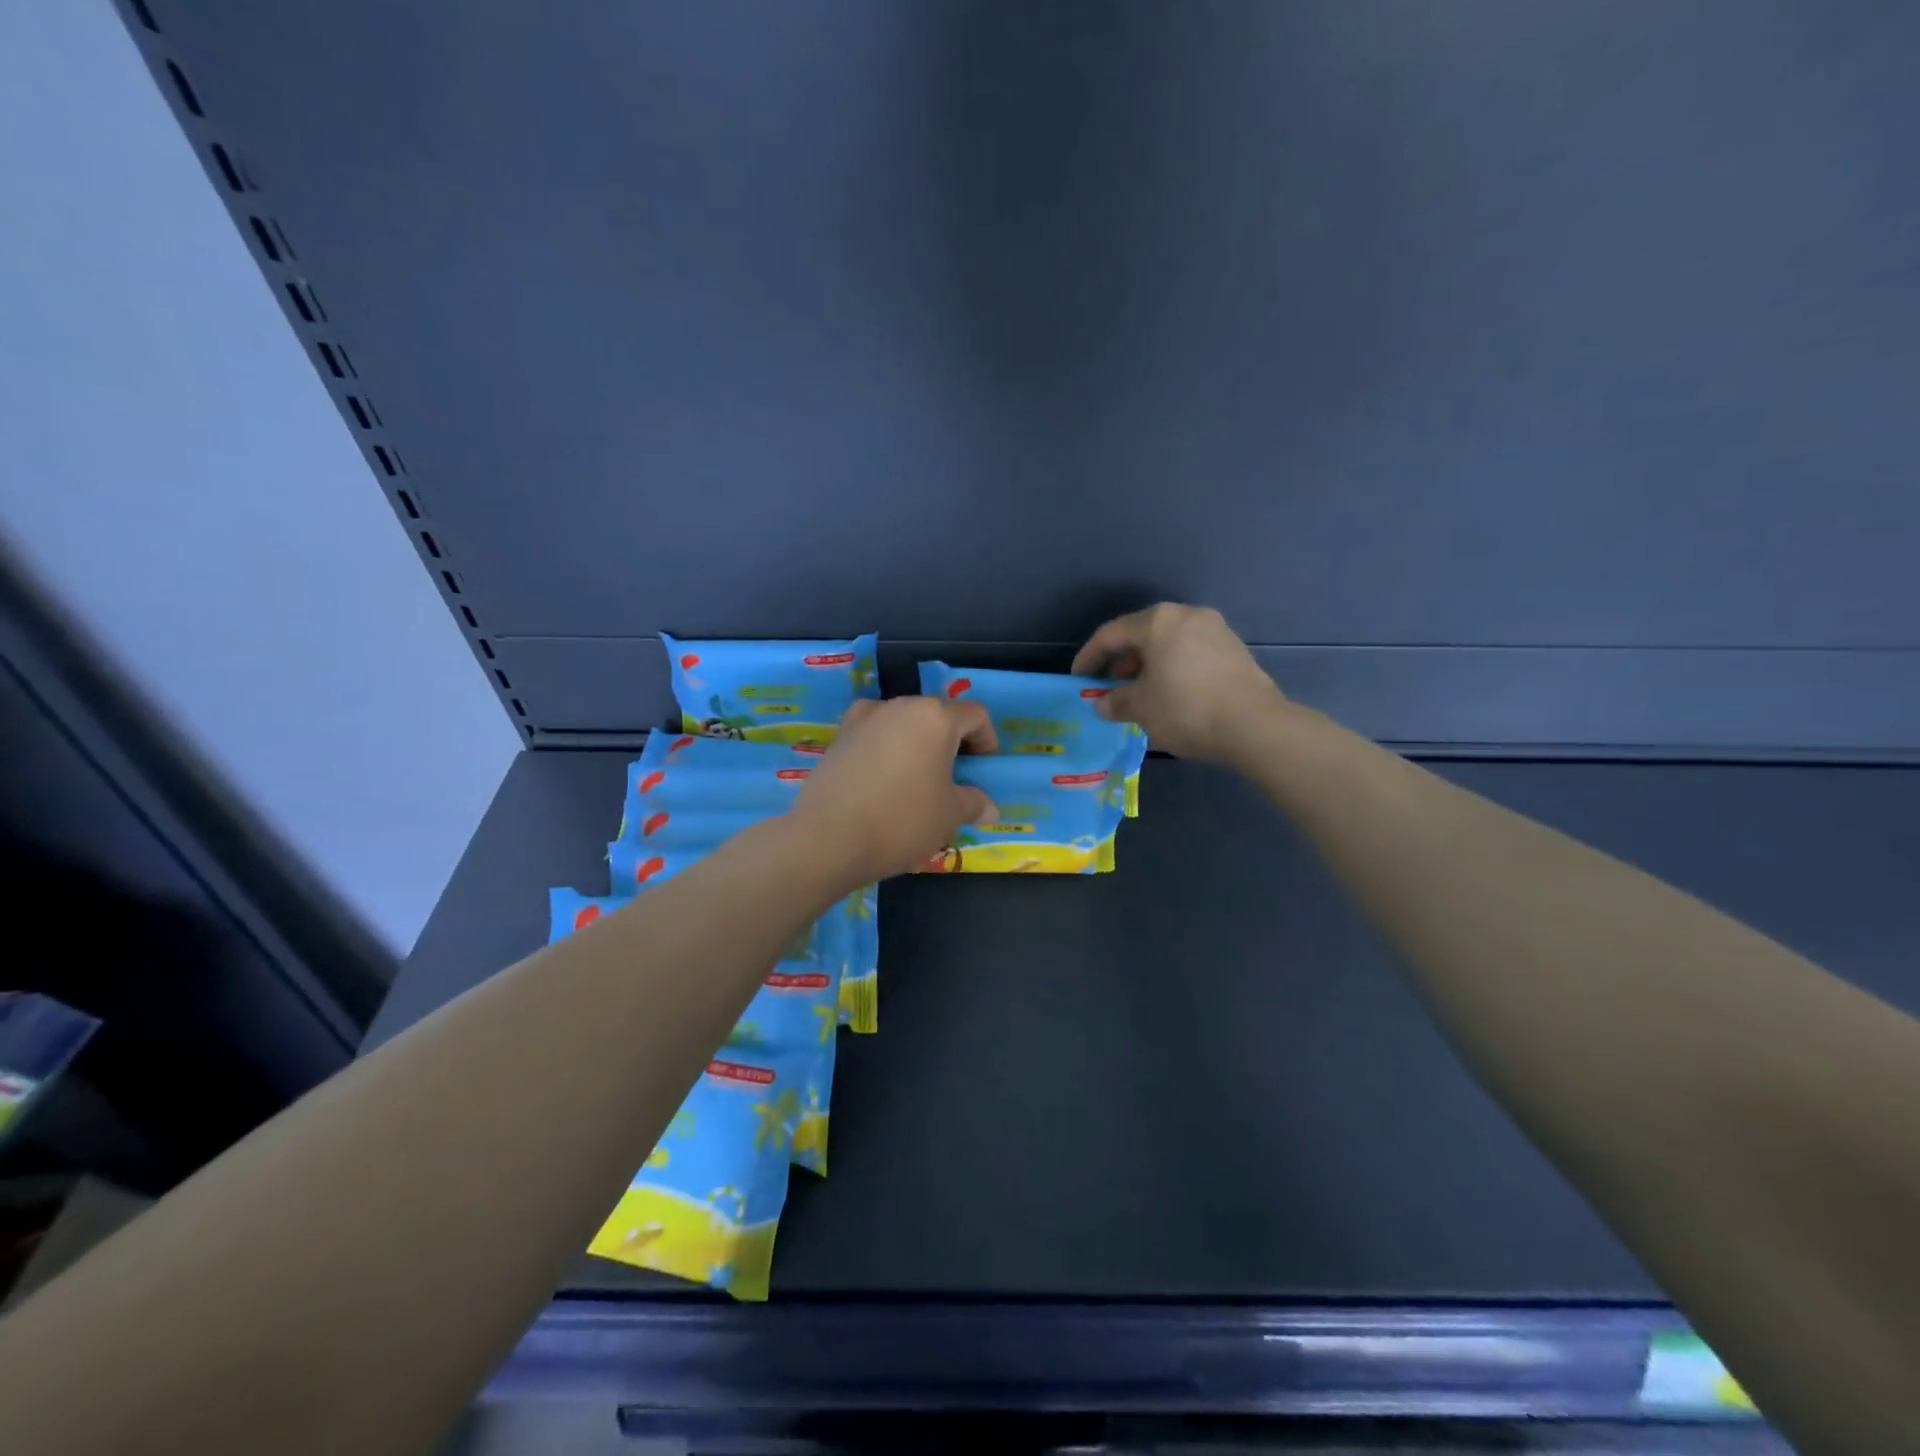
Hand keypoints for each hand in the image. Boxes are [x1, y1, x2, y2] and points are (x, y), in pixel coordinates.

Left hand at [787, 697, 998, 881]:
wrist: (828, 839)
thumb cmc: (901, 821)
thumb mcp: (949, 815)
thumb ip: (974, 803)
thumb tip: (987, 806)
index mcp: (935, 717)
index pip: (975, 716)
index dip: (987, 742)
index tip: (983, 772)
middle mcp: (900, 706)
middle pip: (937, 715)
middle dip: (951, 742)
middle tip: (954, 778)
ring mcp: (864, 718)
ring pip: (904, 723)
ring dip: (918, 744)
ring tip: (917, 780)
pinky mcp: (839, 736)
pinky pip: (875, 735)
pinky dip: (886, 749)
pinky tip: (883, 780)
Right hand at [1072, 603, 1288, 764]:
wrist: (1255, 726)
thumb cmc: (1186, 709)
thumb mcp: (1141, 709)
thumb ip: (1115, 702)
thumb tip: (1102, 704)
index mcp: (1158, 621)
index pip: (1111, 634)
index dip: (1089, 657)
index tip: (1078, 678)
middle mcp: (1186, 615)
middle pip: (1142, 633)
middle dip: (1121, 660)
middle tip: (1109, 686)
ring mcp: (1215, 629)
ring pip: (1168, 642)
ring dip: (1147, 665)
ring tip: (1139, 693)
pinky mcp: (1234, 649)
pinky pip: (1190, 652)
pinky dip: (1172, 667)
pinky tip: (1170, 693)